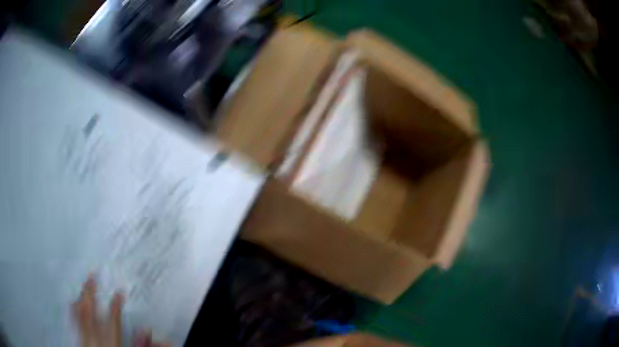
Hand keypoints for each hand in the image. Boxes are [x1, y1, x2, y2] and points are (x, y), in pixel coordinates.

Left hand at [73, 276, 169, 346]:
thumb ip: (136, 342)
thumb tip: (145, 329)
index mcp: (110, 341)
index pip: (113, 320)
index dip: (116, 304)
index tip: (119, 292)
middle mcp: (95, 336)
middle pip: (91, 310)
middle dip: (91, 290)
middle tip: (92, 274)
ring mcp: (84, 335)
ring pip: (80, 312)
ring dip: (81, 296)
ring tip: (82, 284)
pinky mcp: (78, 337)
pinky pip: (73, 319)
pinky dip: (73, 309)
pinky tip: (72, 302)